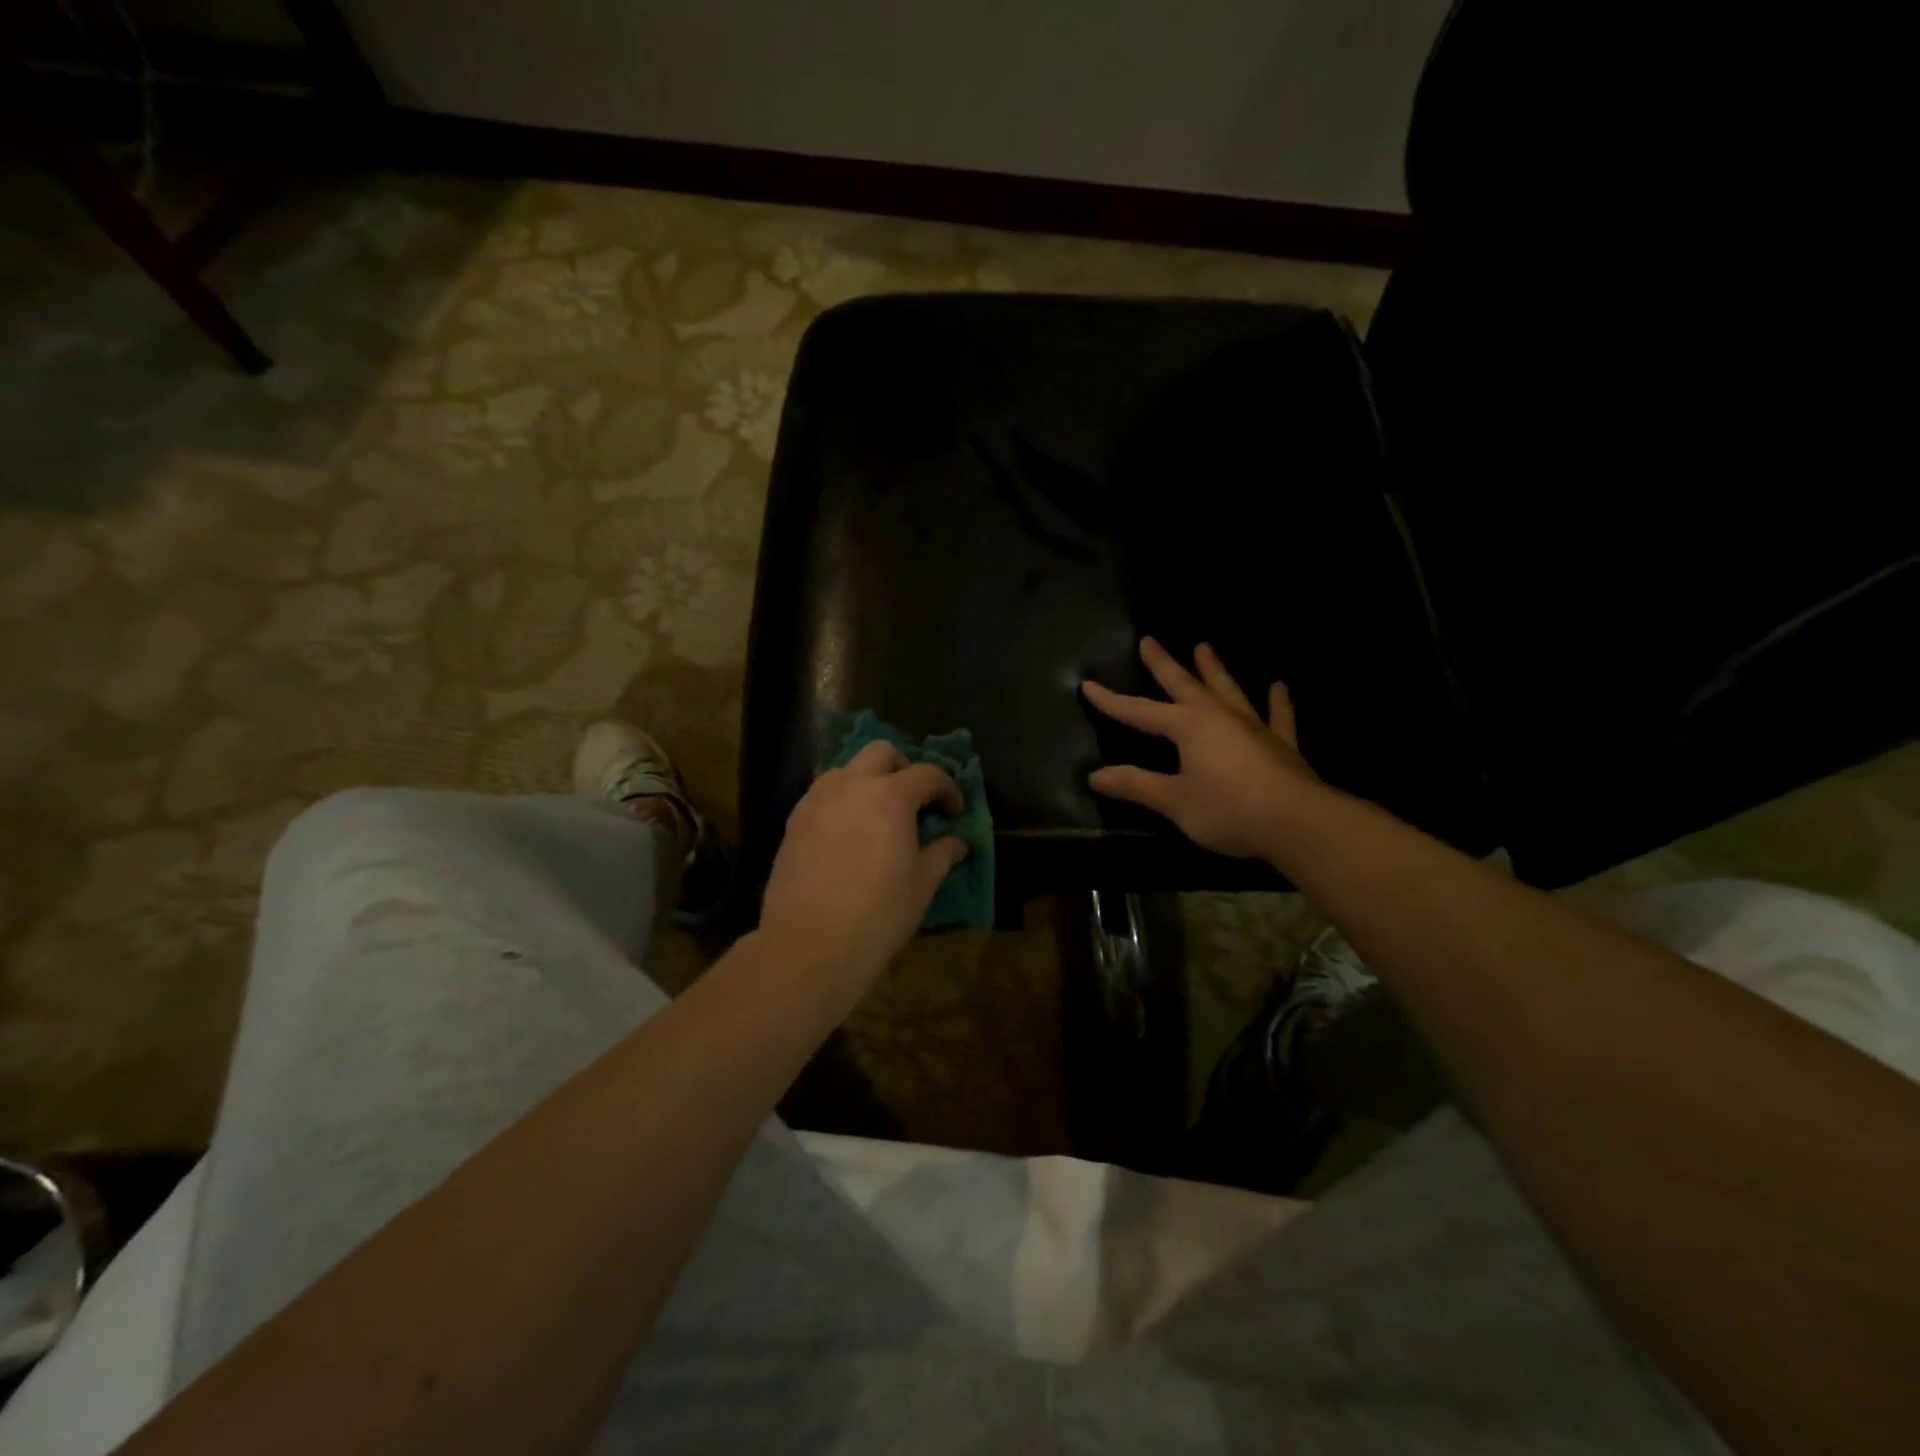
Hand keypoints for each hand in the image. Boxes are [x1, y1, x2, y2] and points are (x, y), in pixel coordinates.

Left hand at [759, 741, 969, 997]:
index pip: (928, 774)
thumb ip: (942, 853)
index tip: (955, 812)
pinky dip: (842, 801)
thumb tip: (957, 842)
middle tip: (914, 800)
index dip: (948, 789)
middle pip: (881, 753)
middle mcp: (852, 785)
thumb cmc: (879, 913)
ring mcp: (817, 800)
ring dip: (868, 780)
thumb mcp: (922, 884)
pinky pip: (823, 795)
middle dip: (904, 768)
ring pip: (846, 770)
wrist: (810, 945)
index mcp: (891, 796)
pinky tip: (848, 833)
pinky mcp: (794, 821)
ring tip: (878, 814)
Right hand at [1083, 638, 1323, 860]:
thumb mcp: (1173, 801)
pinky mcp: (1282, 746)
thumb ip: (1136, 785)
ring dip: (1214, 670)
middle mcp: (1219, 717)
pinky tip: (1278, 686)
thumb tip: (1095, 776)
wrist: (1297, 822)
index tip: (1088, 685)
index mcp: (1188, 727)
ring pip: (1228, 691)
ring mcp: (1253, 728)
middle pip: (1185, 685)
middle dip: (1163, 664)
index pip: (1140, 712)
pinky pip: (1279, 717)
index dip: (1112, 701)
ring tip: (1204, 647)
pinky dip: (1278, 702)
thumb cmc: (1228, 809)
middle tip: (1149, 640)